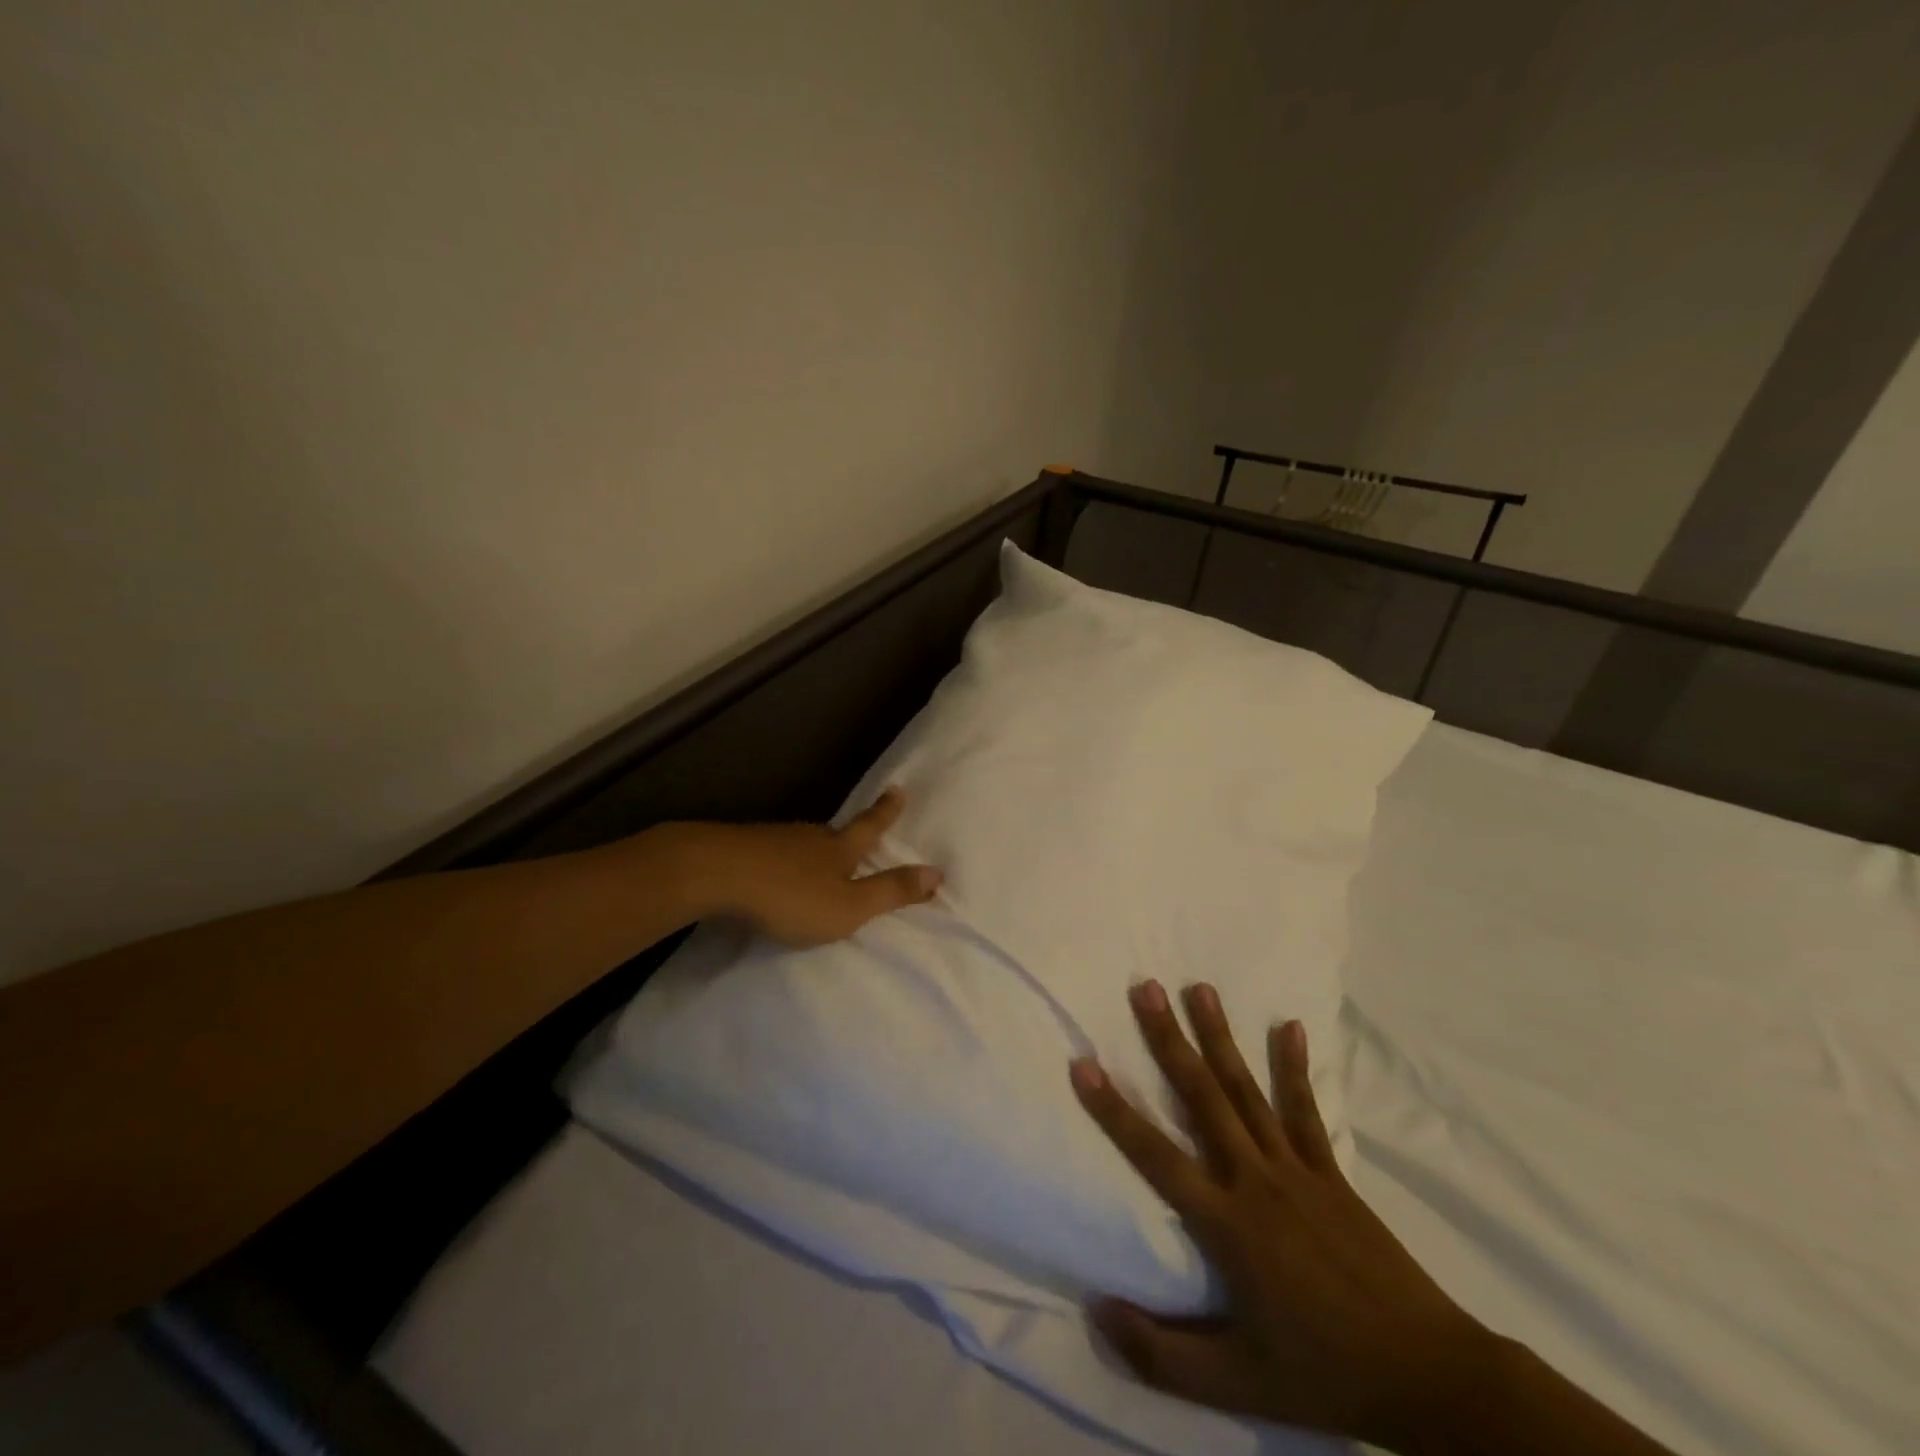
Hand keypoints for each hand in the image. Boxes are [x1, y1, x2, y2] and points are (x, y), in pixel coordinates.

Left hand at [678, 786, 941, 947]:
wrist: (714, 874)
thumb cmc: (789, 896)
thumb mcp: (849, 906)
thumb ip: (890, 892)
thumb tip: (939, 873)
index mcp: (839, 849)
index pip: (871, 827)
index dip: (887, 811)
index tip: (899, 787)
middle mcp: (809, 838)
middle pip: (835, 832)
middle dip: (848, 832)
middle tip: (858, 828)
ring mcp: (773, 840)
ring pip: (802, 843)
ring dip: (813, 850)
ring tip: (817, 858)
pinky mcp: (742, 849)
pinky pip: (772, 853)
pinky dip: (781, 861)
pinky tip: (773, 872)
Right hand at [1070, 981, 1492, 1450]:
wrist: (1425, 1376)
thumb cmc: (1320, 1371)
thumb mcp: (1235, 1384)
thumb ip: (1160, 1353)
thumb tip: (1096, 1309)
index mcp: (1226, 1223)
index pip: (1155, 1155)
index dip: (1115, 1110)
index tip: (1083, 1063)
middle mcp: (1254, 1179)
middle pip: (1202, 1096)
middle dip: (1169, 1039)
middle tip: (1146, 989)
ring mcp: (1295, 1169)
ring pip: (1246, 1089)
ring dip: (1220, 1036)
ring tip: (1200, 987)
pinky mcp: (1329, 1171)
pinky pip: (1305, 1110)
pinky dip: (1294, 1067)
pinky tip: (1289, 1025)